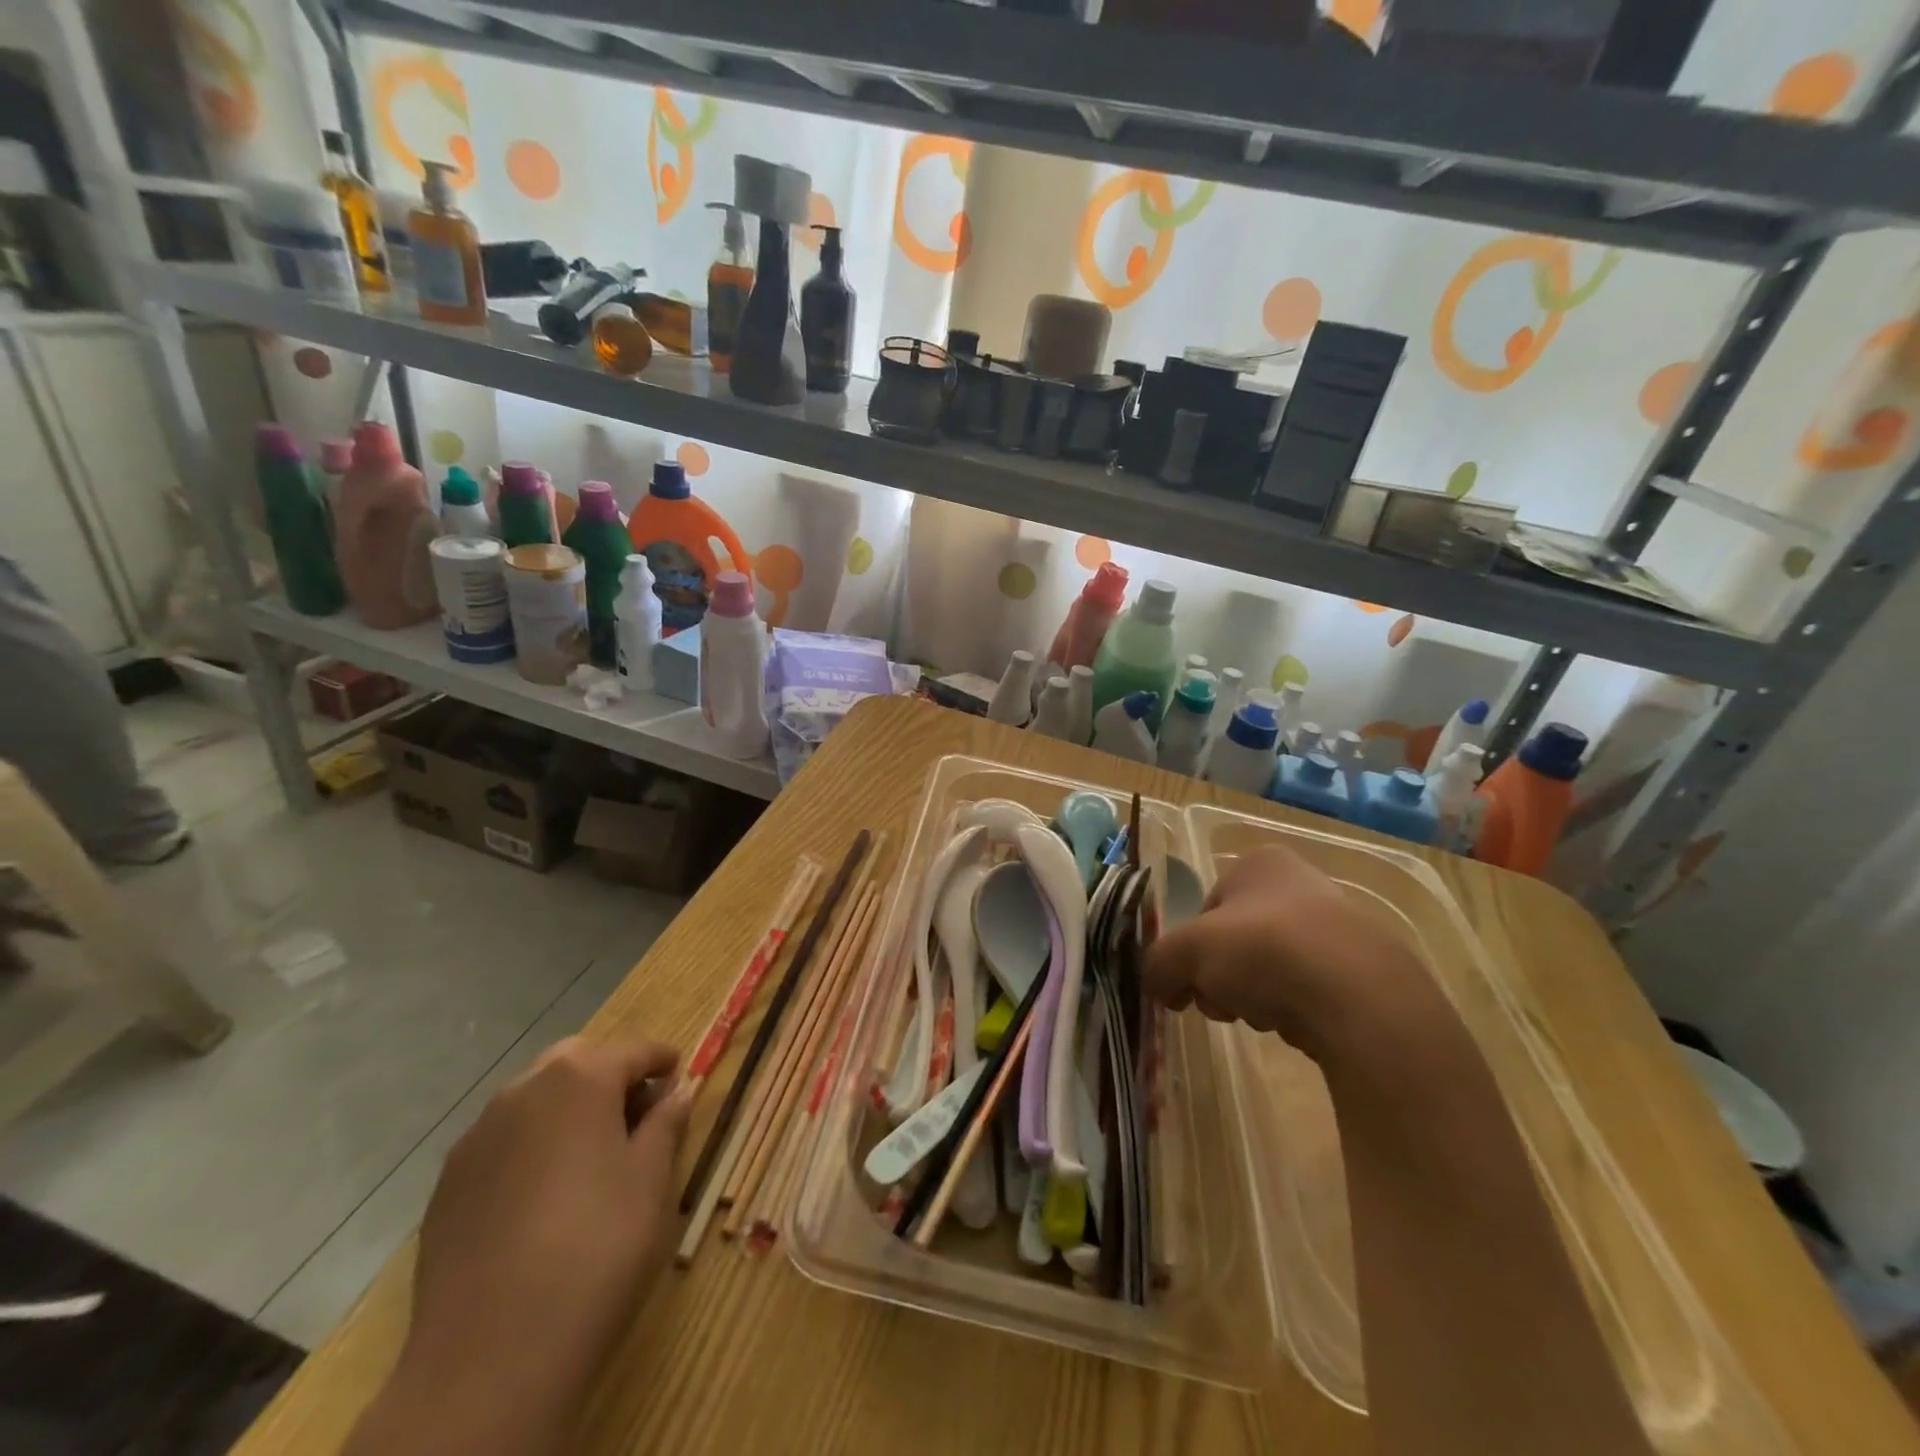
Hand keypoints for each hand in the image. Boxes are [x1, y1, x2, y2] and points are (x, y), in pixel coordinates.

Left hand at [367, 1037, 690, 1453]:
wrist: (489, 1358)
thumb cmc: (596, 1248)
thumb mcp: (651, 1181)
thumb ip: (666, 1125)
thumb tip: (677, 1093)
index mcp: (580, 1079)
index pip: (633, 1050)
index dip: (662, 1061)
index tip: (680, 1075)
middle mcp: (523, 1092)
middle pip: (577, 1062)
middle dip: (610, 1074)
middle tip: (639, 1110)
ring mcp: (477, 1138)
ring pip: (534, 1099)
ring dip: (568, 1107)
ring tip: (594, 1151)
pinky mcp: (447, 1186)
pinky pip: (502, 1141)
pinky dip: (532, 1144)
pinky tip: (546, 1192)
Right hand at [1144, 846, 1427, 1057]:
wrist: (1361, 998)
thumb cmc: (1264, 950)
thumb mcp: (1186, 952)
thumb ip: (1159, 964)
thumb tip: (1157, 986)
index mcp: (1260, 864)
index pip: (1207, 909)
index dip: (1192, 950)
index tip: (1191, 984)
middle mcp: (1302, 884)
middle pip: (1237, 941)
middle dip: (1223, 978)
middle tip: (1223, 1004)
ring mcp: (1340, 928)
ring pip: (1271, 968)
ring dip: (1256, 996)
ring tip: (1265, 1017)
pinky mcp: (1368, 972)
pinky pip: (1312, 991)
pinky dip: (1297, 1010)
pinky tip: (1301, 1027)